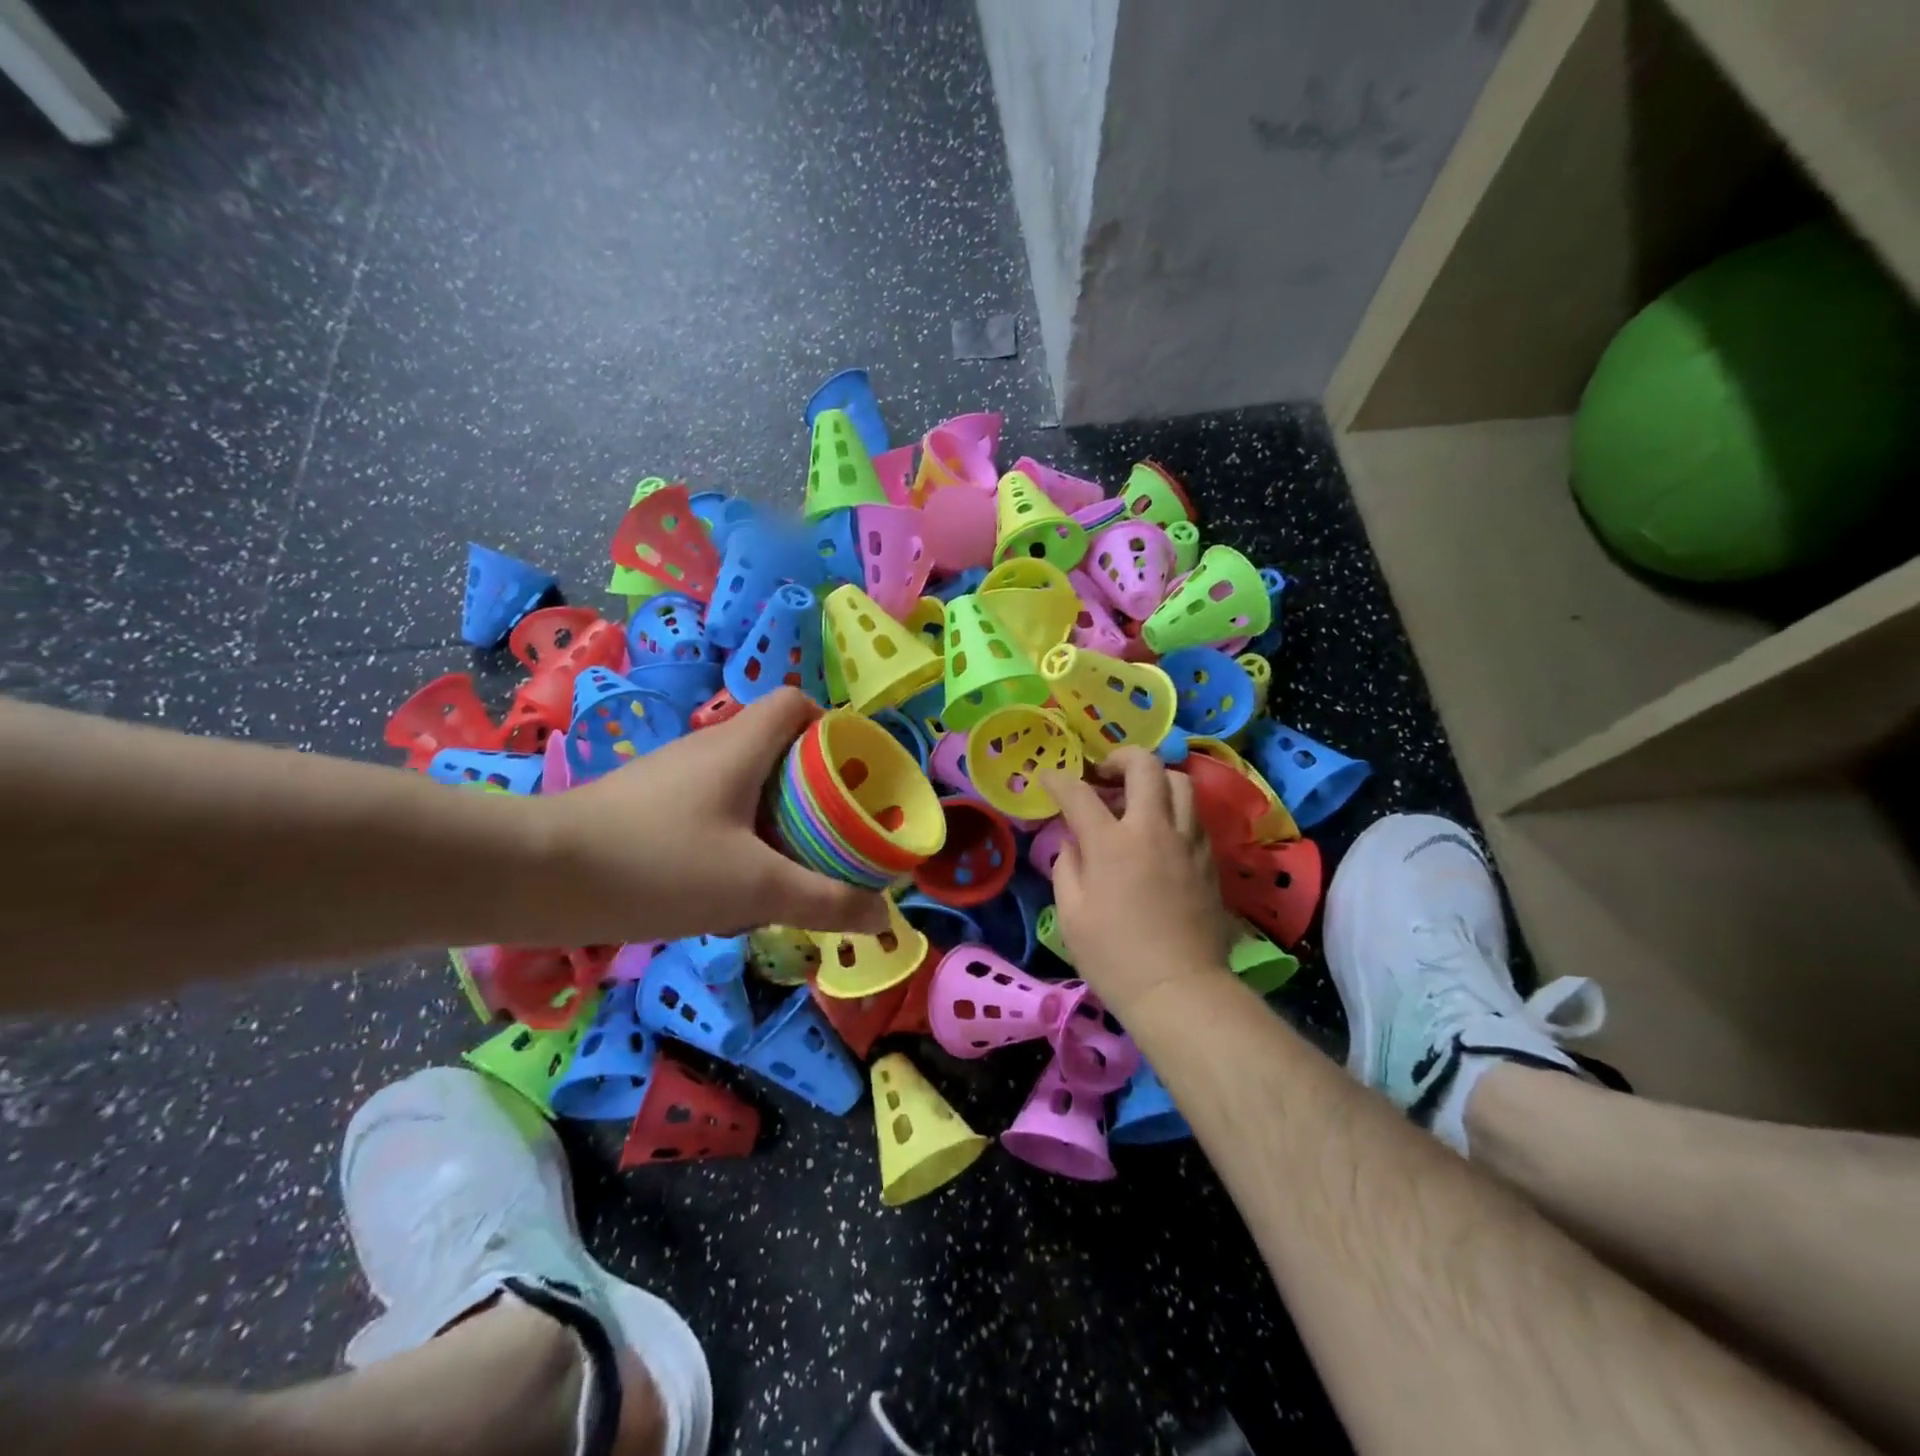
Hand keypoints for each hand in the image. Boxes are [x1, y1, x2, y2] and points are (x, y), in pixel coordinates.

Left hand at [522, 689, 891, 943]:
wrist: (532, 878)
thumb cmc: (658, 865)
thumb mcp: (755, 890)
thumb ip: (824, 901)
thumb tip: (884, 915)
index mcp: (740, 745)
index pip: (796, 703)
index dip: (832, 727)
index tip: (853, 775)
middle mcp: (706, 747)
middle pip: (776, 746)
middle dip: (812, 785)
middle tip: (833, 831)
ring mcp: (671, 777)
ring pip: (742, 783)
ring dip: (773, 816)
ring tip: (790, 864)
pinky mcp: (644, 807)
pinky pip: (710, 809)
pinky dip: (734, 835)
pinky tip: (729, 883)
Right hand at [1041, 748, 1236, 1018]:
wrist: (1178, 990)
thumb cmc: (1113, 957)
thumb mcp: (1070, 915)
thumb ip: (1067, 867)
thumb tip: (1073, 842)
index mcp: (1111, 843)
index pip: (1079, 793)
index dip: (1059, 780)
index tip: (1049, 780)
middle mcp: (1153, 829)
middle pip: (1145, 766)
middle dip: (1119, 757)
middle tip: (1103, 774)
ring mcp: (1188, 841)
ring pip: (1180, 782)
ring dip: (1154, 779)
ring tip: (1136, 798)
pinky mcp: (1209, 859)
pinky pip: (1194, 815)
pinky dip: (1174, 809)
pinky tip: (1160, 831)